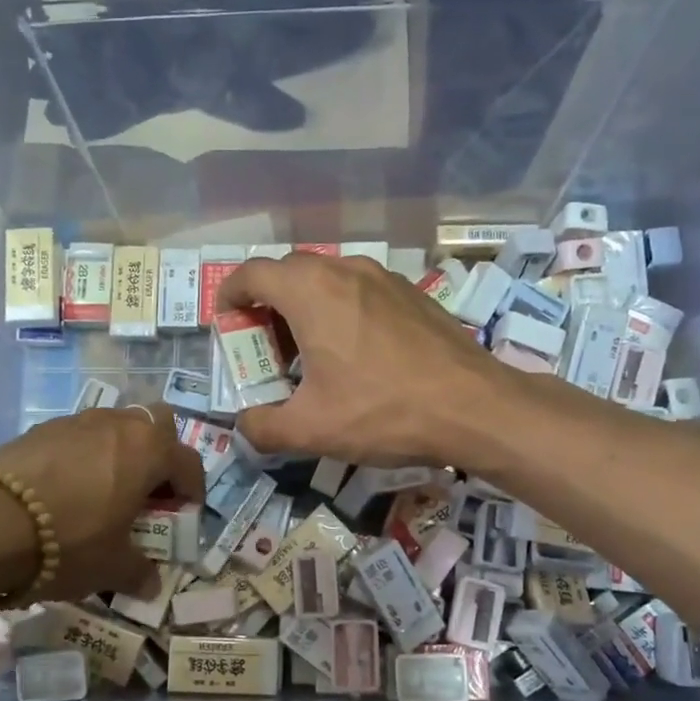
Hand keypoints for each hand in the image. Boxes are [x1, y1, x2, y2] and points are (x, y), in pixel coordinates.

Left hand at [0, 403, 204, 598]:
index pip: (188, 462)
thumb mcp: (111, 567)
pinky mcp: (39, 429)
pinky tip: (65, 489)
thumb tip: (151, 584)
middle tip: (149, 490)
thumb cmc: (68, 542)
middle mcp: (117, 425)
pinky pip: (77, 436)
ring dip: (120, 451)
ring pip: (113, 425)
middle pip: (156, 424)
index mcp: (148, 451)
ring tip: (106, 489)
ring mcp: (75, 421)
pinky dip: (83, 455)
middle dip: (160, 453)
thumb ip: (138, 572)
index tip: (187, 511)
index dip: (193, 488)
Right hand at [217, 253, 516, 465]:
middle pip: (289, 272)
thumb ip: (263, 427)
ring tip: (307, 351)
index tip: (224, 320)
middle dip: (266, 303)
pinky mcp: (412, 294)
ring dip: (305, 306)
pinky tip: (354, 352)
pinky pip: (360, 291)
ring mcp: (384, 278)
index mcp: (311, 291)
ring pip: (328, 279)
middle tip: (264, 346)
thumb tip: (244, 426)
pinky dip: (341, 310)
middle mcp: (345, 271)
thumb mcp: (311, 429)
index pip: (252, 273)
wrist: (475, 407)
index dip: (229, 294)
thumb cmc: (383, 411)